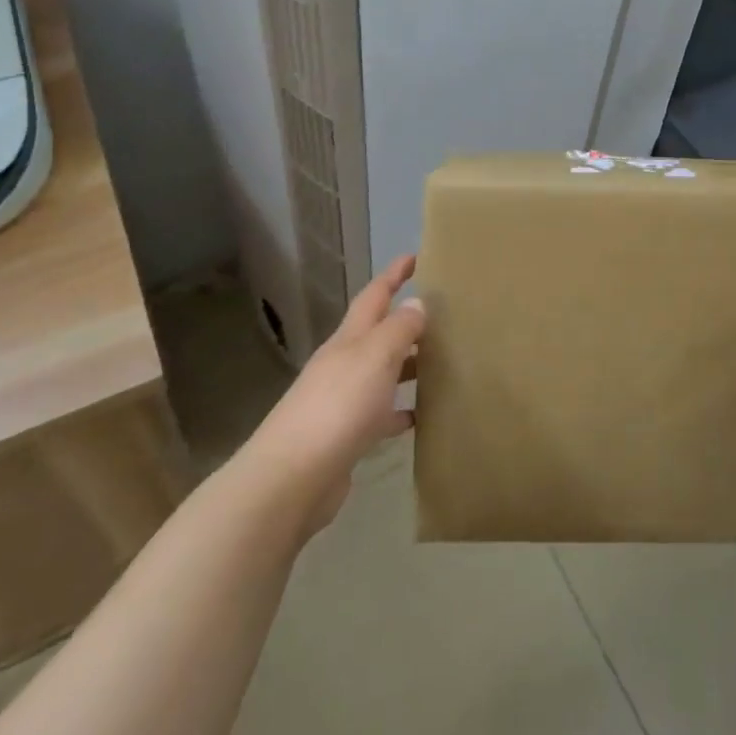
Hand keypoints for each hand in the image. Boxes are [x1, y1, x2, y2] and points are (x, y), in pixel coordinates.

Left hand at [246, 254, 424, 537]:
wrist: (292, 478)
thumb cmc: (338, 407)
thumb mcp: (375, 357)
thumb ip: (398, 329)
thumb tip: (416, 303)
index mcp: (349, 339)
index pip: (374, 295)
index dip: (394, 274)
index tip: (415, 256)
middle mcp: (343, 364)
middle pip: (377, 333)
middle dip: (405, 320)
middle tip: (442, 314)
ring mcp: (342, 401)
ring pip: (381, 373)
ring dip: (407, 365)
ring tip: (441, 363)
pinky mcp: (345, 436)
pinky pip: (380, 414)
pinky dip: (399, 410)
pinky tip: (420, 416)